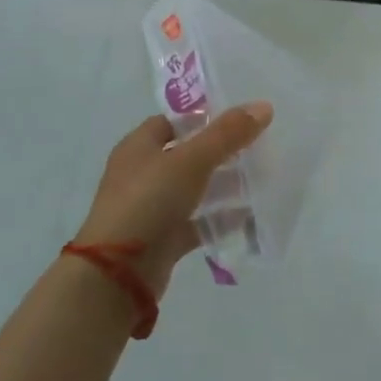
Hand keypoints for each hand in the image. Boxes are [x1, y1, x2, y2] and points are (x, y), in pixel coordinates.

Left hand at [74, 103, 272, 294]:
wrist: (117, 274)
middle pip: (187, 155)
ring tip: (261, 179)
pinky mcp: (163, 239)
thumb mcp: (192, 160)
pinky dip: (220, 219)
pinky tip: (250, 216)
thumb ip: (227, 134)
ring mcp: (152, 208)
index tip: (239, 119)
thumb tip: (263, 106)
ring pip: (194, 190)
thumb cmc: (149, 201)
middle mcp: (143, 174)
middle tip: (258, 148)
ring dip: (224, 186)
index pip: (173, 121)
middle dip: (222, 152)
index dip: (204, 117)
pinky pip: (197, 222)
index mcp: (139, 147)